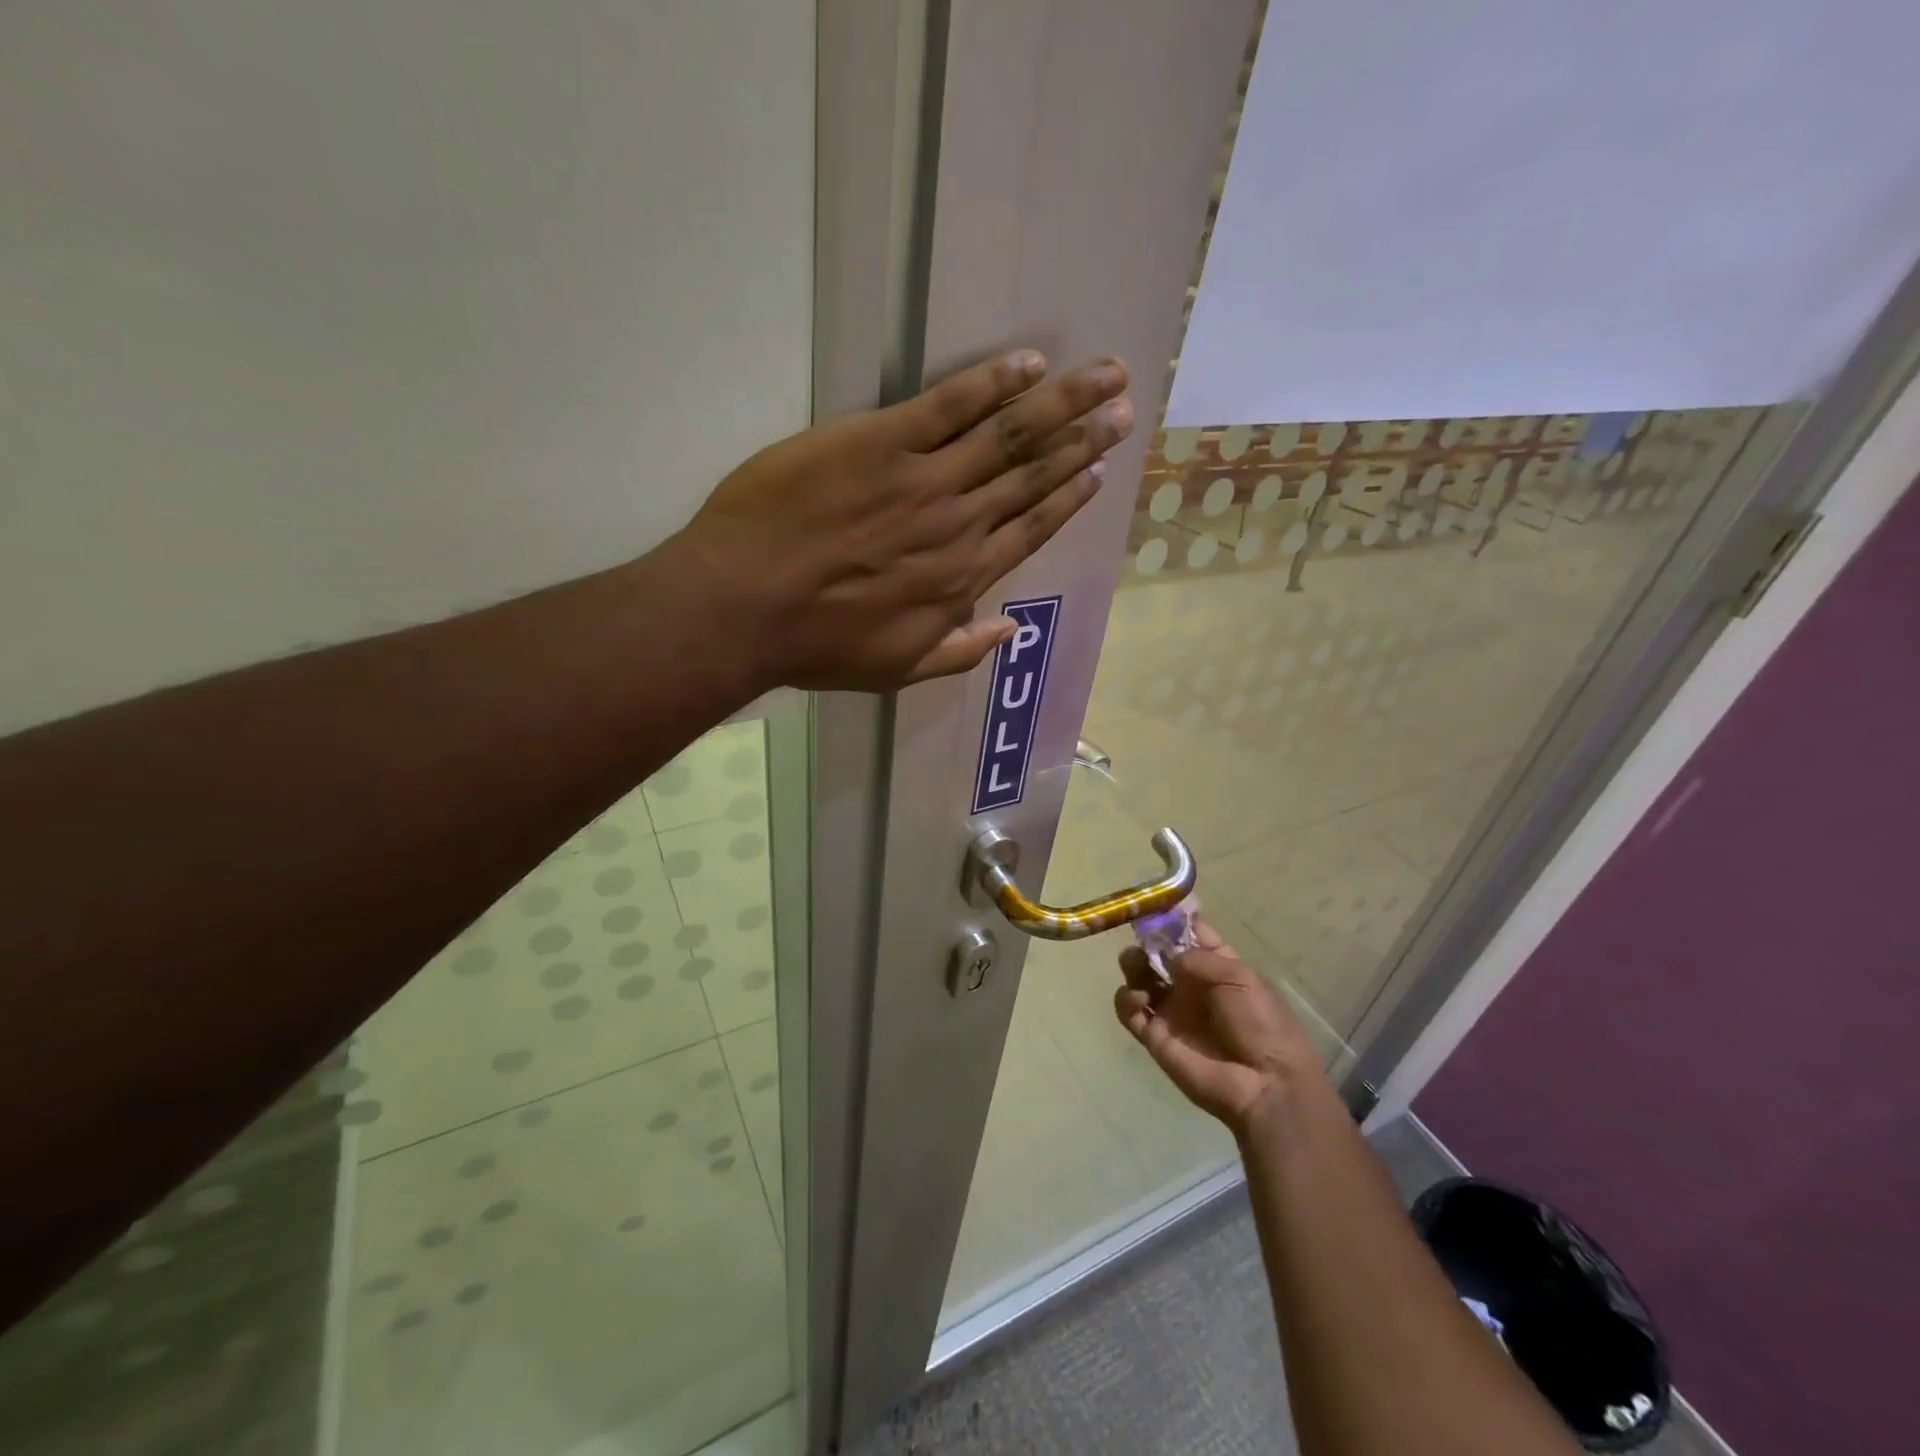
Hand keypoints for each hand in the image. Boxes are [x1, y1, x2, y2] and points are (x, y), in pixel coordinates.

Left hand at [675, 351, 1132, 691]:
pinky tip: (1027, 363)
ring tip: (1106, 376)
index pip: (1030, 529)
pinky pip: (948, 405)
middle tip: (1124, 409)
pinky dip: (991, 382)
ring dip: (1062, 402)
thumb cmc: (816, 644)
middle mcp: (958, 525)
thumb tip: (1009, 630)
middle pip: (1033, 475)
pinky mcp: (880, 441)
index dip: (1068, 498)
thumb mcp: (896, 671)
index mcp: (960, 578)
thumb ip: (958, 652)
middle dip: (1084, 440)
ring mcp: (923, 479)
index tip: (1098, 473)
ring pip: (1008, 434)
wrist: (745, 605)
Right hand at [1114, 920, 1325, 1136]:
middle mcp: (1189, 984)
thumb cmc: (1261, 1023)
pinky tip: (1140, 999)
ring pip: (1138, 976)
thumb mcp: (1240, 978)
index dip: (1172, 919)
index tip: (1154, 905)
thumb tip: (1166, 953)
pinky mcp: (1154, 1035)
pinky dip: (1125, 999)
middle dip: (1146, 941)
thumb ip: (1198, 958)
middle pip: (1156, 952)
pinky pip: (1128, 1010)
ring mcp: (1170, 1009)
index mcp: (1215, 965)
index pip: (1188, 934)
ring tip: (1139, 969)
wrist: (1264, 1083)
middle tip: (1144, 941)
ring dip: (1133, 965)